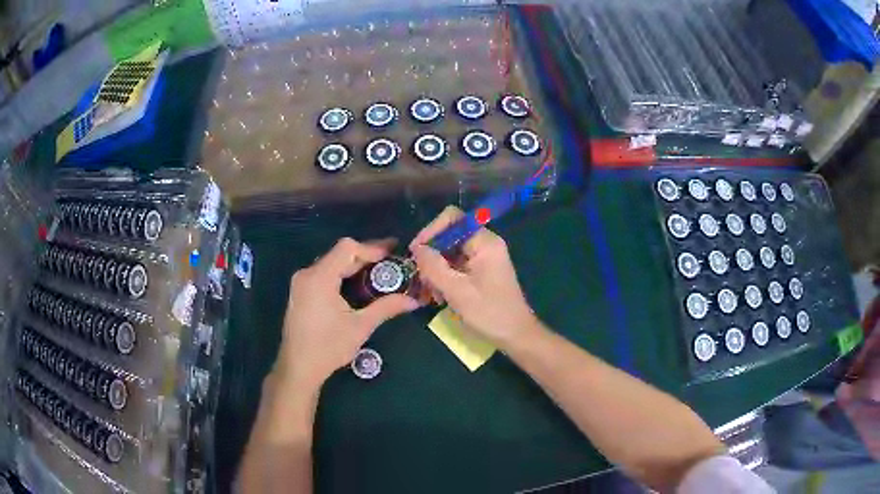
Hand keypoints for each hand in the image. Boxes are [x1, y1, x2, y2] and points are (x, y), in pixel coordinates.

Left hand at [276, 238, 418, 388]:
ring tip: (378, 274)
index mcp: (320, 277)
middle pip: (339, 254)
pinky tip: (357, 287)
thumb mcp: (360, 327)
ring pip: (331, 264)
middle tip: (391, 264)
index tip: (393, 252)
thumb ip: (386, 307)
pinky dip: (342, 275)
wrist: (298, 368)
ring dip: (354, 266)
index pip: (347, 248)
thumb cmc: (329, 347)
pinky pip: (324, 274)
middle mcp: (307, 274)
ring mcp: (301, 283)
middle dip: (366, 257)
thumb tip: (413, 301)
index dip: (372, 247)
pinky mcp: (300, 293)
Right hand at [410, 206, 537, 346]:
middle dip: (432, 256)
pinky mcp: (481, 271)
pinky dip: (445, 278)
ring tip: (431, 294)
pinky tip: (440, 297)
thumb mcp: (456, 291)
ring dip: (436, 270)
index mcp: (484, 242)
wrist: (515, 336)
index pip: (452, 219)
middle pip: (449, 236)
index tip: (416, 253)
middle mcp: (485, 244)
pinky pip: (457, 266)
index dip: (431, 231)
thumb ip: (434, 266)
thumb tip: (417, 248)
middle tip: (421, 280)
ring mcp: (484, 258)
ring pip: (450, 253)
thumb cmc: (489, 313)